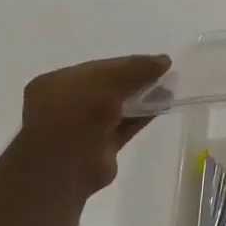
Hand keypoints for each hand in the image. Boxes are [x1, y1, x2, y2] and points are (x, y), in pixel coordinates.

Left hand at [9, 54, 171, 198]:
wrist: (64, 165)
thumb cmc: (77, 111)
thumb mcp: (107, 79)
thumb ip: (135, 68)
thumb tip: (164, 60)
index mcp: (57, 84)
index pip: (96, 68)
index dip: (124, 64)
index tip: (153, 62)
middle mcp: (68, 105)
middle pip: (107, 88)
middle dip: (134, 80)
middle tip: (163, 73)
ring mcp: (83, 129)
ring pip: (117, 108)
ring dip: (141, 98)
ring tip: (169, 88)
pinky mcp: (101, 150)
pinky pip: (125, 127)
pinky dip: (142, 117)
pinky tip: (163, 106)